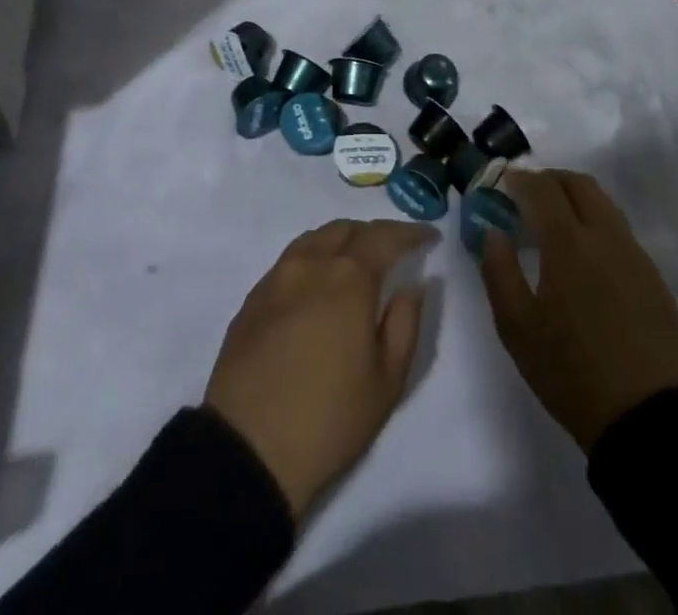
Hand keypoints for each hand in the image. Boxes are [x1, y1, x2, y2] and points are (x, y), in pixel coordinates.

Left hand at [205, 219, 433, 517]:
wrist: (248, 447)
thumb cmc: (330, 418)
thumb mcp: (387, 380)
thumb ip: (406, 322)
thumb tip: (414, 284)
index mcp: (348, 278)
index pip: (385, 237)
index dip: (410, 233)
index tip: (429, 237)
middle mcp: (311, 264)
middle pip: (346, 230)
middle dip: (374, 234)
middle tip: (393, 252)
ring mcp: (277, 277)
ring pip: (315, 239)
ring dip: (341, 242)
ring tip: (355, 264)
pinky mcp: (253, 298)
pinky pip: (290, 260)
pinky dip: (313, 259)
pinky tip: (318, 287)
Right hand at [479, 169, 677, 452]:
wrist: (644, 418)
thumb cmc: (569, 371)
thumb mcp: (516, 326)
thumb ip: (498, 269)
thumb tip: (493, 230)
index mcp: (568, 244)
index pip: (543, 188)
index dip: (521, 178)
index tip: (505, 180)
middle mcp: (606, 237)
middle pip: (579, 184)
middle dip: (550, 179)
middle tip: (528, 193)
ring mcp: (635, 256)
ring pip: (605, 204)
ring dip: (576, 198)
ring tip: (555, 220)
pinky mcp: (653, 278)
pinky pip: (621, 232)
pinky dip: (597, 225)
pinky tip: (585, 255)